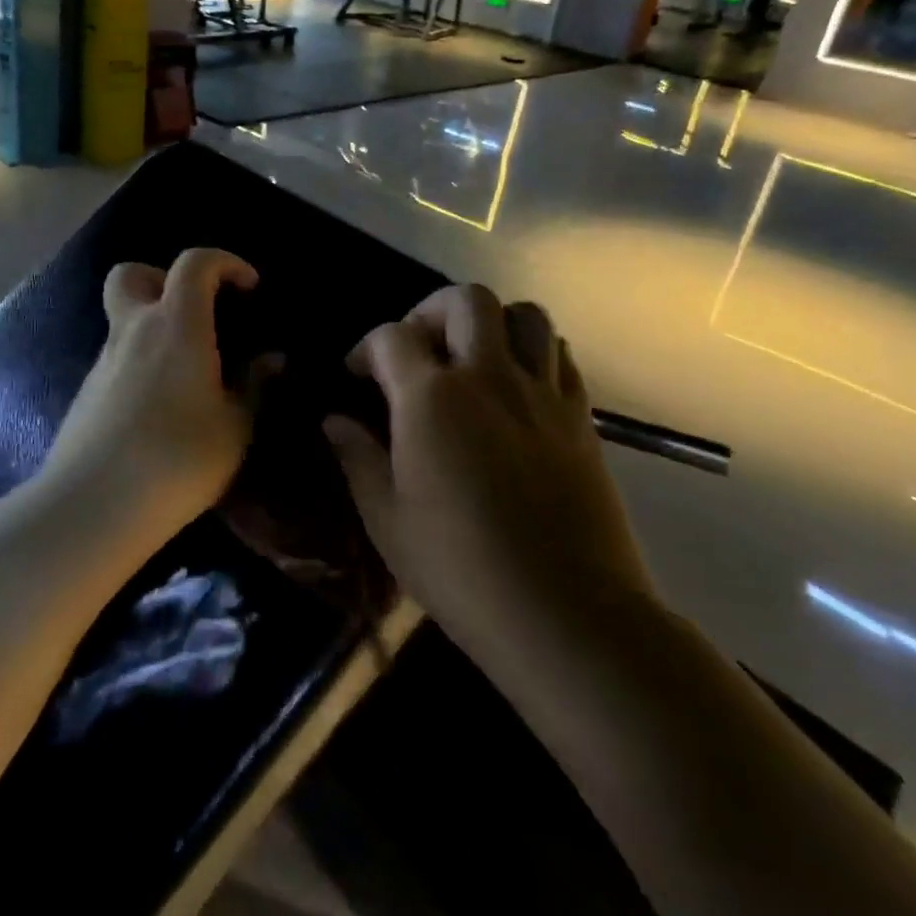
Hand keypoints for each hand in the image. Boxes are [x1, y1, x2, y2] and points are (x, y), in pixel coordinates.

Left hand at [43, 247, 263, 536]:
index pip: (194, 263)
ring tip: (186, 372)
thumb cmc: (178, 459)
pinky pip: (116, 358)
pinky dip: (139, 362)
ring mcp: (103, 361)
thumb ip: (255, 387)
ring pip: (122, 319)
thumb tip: (271, 360)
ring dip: (152, 326)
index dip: (225, 262)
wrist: (93, 506)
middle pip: (132, 274)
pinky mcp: (86, 393)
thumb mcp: (235, 428)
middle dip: (164, 278)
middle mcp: (133, 330)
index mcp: (176, 325)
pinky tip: (159, 407)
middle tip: (194, 311)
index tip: (249, 288)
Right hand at [324, 284, 656, 649]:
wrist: (565, 615)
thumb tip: (335, 421)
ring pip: (525, 315)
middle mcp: (488, 377)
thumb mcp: (387, 520)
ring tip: (472, 357)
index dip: (365, 347)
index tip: (357, 374)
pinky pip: (560, 356)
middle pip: (466, 300)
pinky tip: (516, 387)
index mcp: (431, 399)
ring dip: (492, 322)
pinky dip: (534, 353)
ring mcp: (541, 393)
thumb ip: (358, 458)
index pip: (391, 337)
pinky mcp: (580, 418)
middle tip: (418, 348)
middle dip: (431, 311)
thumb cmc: (460, 571)